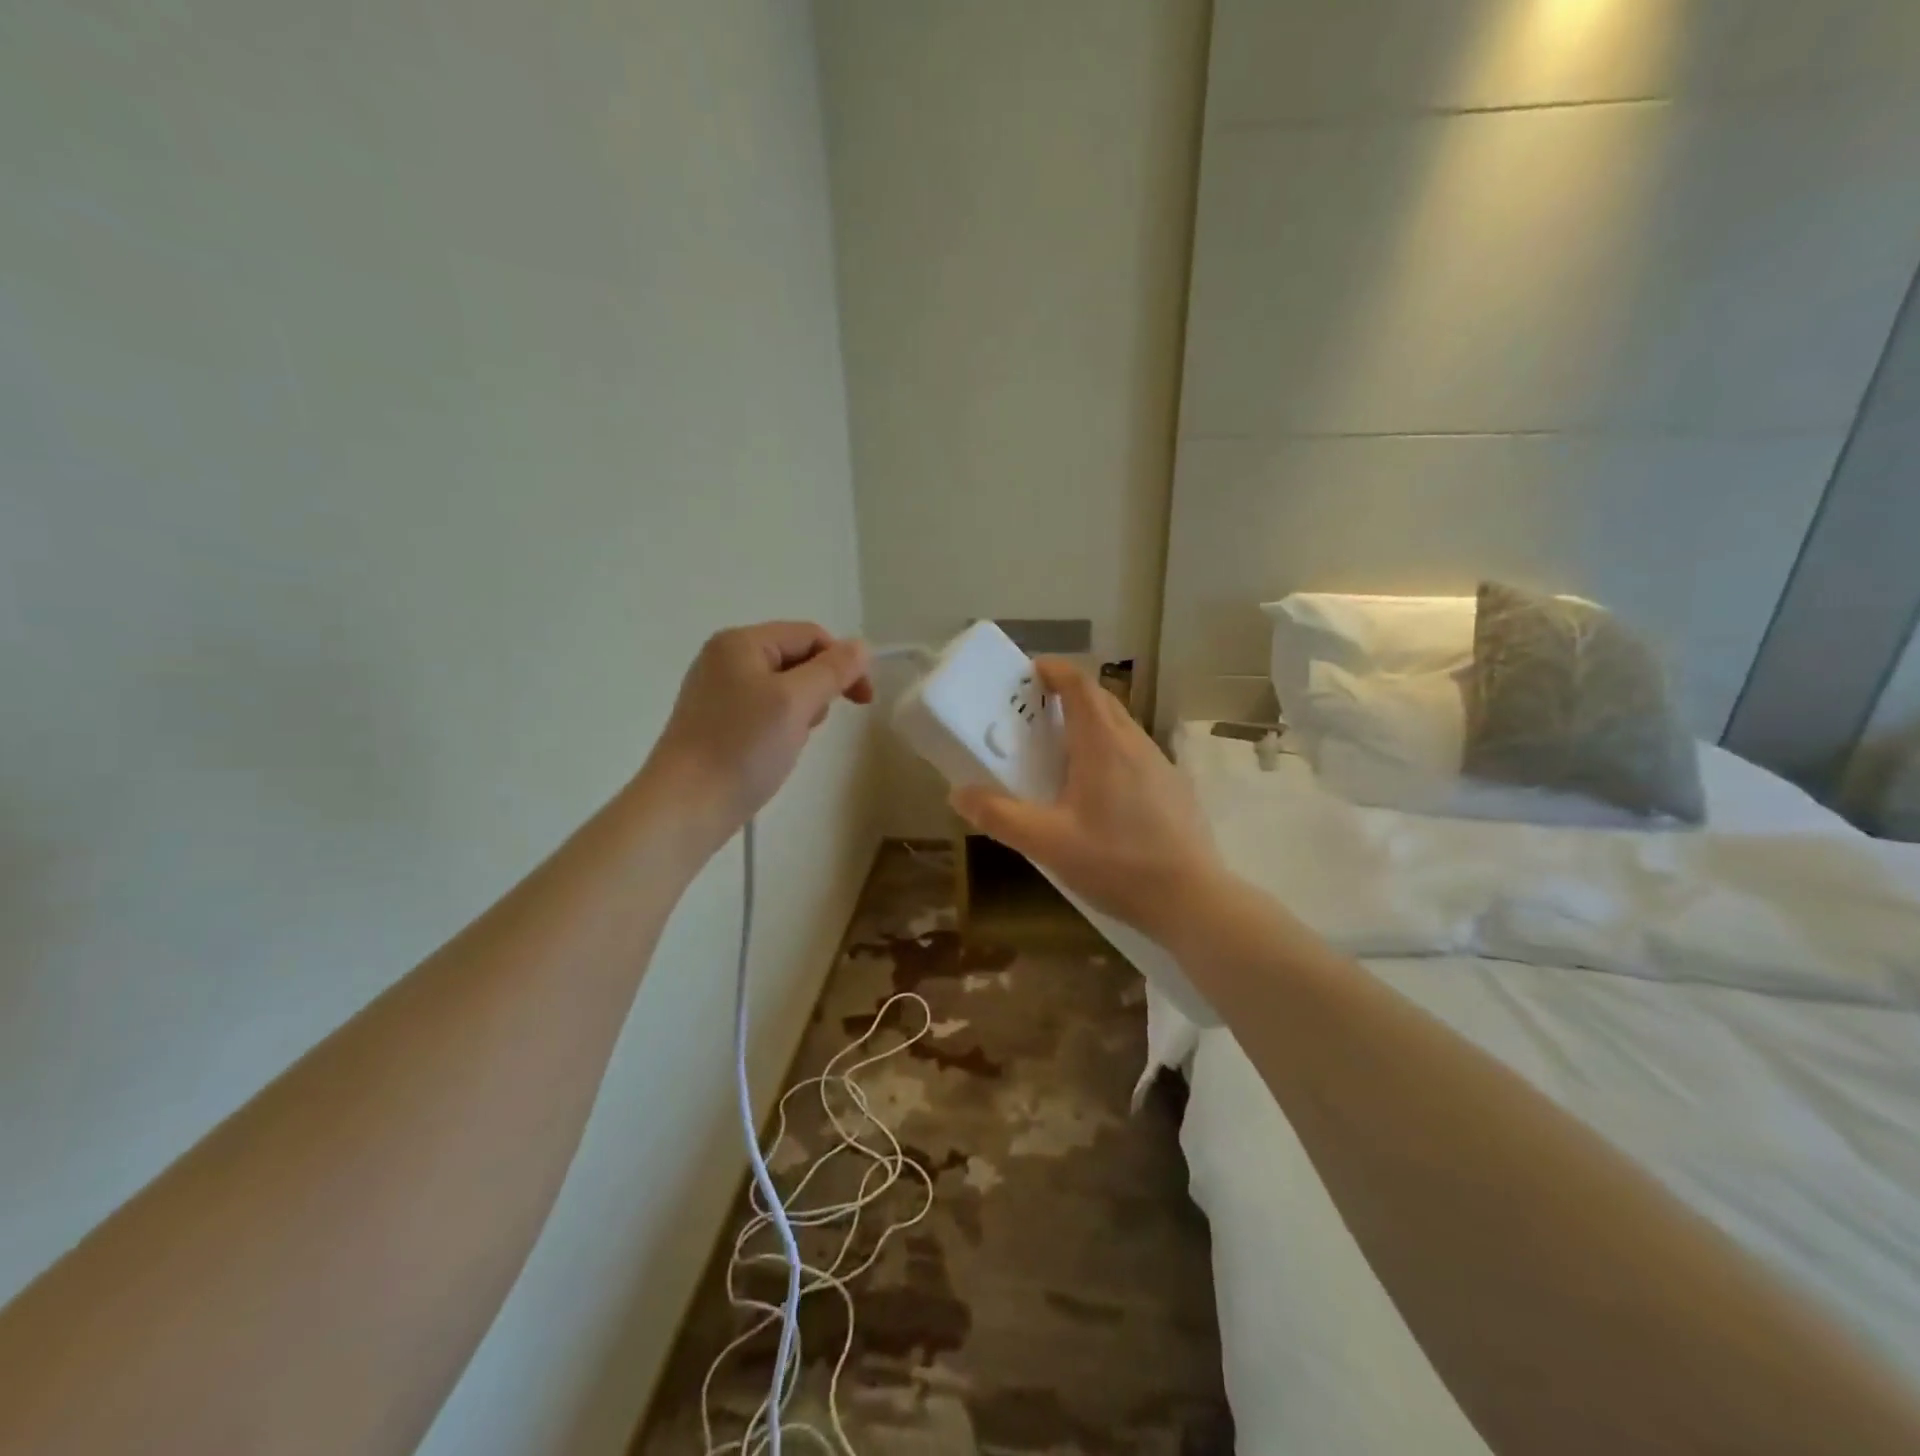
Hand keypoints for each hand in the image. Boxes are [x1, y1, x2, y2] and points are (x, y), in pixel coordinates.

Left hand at [642, 622, 872, 846]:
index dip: (843, 663)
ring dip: (800, 711)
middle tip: (812, 725)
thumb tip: (861, 646)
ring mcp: (717, 690)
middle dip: (818, 689)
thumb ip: (832, 670)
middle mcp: (725, 658)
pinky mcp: (715, 721)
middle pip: (795, 659)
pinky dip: (780, 726)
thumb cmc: (742, 748)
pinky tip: (773, 752)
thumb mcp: (795, 702)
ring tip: (789, 742)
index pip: (810, 636)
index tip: (864, 702)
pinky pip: (763, 710)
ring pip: (782, 688)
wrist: (685, 807)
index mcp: (741, 642)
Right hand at [949, 658, 1225, 944]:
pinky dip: (1111, 752)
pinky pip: (1136, 753)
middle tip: (1035, 716)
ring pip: (1121, 727)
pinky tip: (1100, 793)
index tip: (1029, 673)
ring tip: (1062, 755)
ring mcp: (1160, 764)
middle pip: (1101, 700)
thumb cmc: (1116, 863)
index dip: (1054, 670)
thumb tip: (959, 793)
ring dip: (1090, 725)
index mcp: (1103, 744)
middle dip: (1067, 696)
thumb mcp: (1047, 843)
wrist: (1192, 898)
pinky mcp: (1174, 788)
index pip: (1079, 684)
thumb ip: (1000, 816)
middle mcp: (1135, 742)